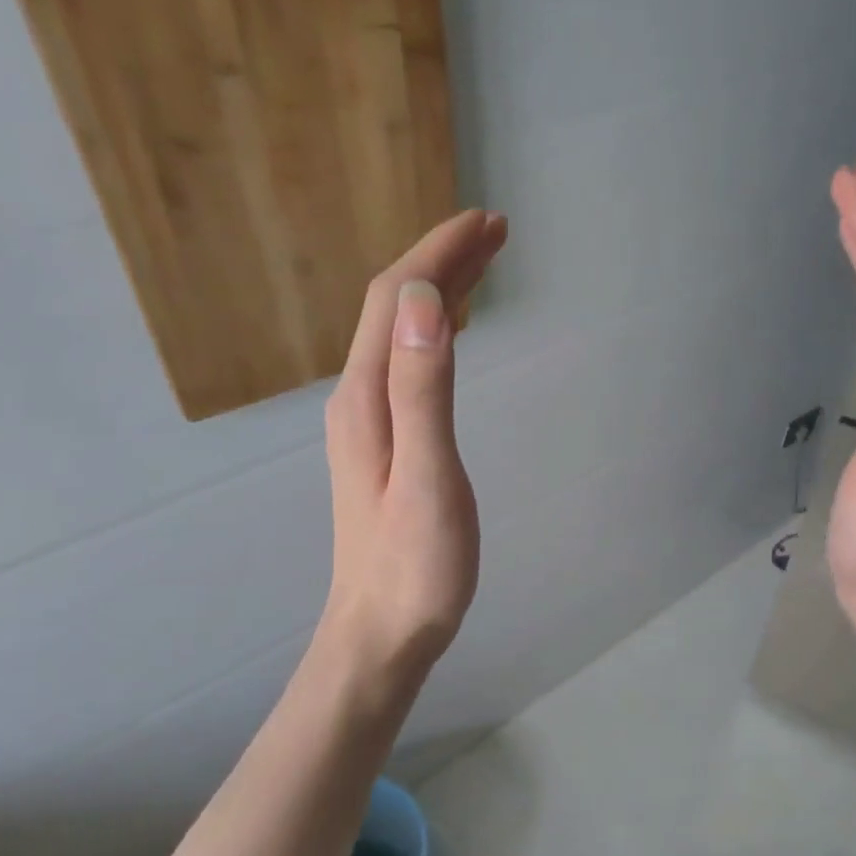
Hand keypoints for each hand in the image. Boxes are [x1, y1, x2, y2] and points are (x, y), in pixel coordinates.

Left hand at [319, 210, 508, 684]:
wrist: (381, 634)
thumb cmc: (414, 567)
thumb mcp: (426, 477)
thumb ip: (422, 389)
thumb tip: (422, 300)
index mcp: (366, 398)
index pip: (392, 299)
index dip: (435, 253)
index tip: (484, 222)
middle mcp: (359, 398)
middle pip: (393, 308)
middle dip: (441, 261)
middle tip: (497, 232)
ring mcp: (368, 421)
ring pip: (400, 333)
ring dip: (438, 290)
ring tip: (484, 265)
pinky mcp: (384, 442)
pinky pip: (407, 363)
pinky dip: (434, 330)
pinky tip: (452, 331)